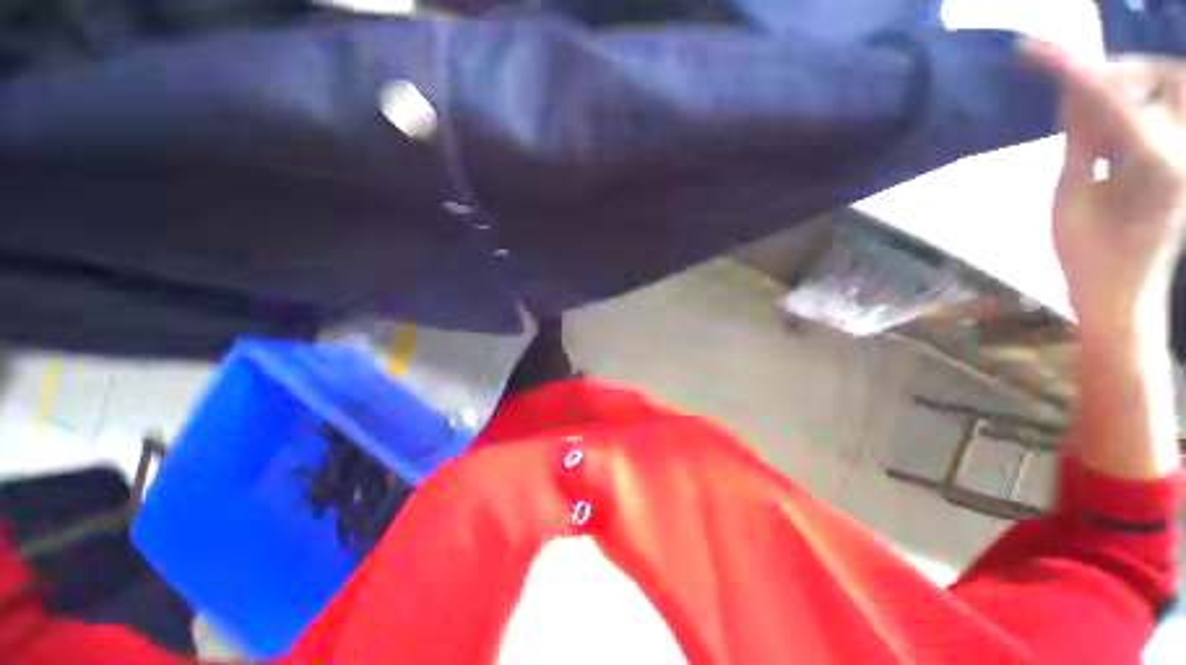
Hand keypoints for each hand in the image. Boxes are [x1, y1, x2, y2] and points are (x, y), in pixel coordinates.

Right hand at [1025, 41, 1185, 338]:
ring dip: (1128, 93)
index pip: (1111, 96)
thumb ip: (1079, 137)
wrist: (1122, 296)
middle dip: (1124, 74)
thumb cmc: (1089, 257)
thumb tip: (1073, 90)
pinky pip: (1168, 114)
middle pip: (1168, 77)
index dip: (1071, 67)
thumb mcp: (1071, 197)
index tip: (1032, 48)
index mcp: (1159, 166)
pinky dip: (1135, 110)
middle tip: (1083, 92)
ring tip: (1093, 130)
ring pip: (1170, 91)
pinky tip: (1109, 136)